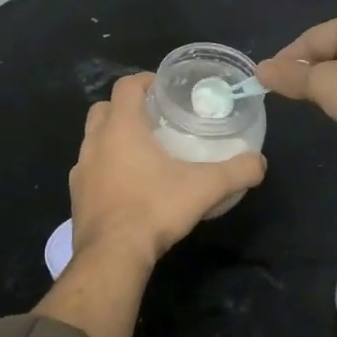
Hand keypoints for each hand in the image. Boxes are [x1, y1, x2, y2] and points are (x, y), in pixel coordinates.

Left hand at [69, 72, 266, 264]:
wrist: (112, 256)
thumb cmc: (154, 209)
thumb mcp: (205, 188)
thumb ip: (236, 171)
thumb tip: (259, 163)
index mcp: (121, 127)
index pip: (126, 86)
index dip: (144, 80)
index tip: (164, 88)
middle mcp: (95, 142)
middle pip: (104, 108)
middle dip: (125, 108)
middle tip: (153, 119)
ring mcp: (81, 170)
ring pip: (93, 139)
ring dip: (112, 138)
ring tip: (142, 153)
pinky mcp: (77, 196)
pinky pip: (90, 170)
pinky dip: (105, 168)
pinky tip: (127, 186)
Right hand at [258, 5, 336, 176]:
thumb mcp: (325, 86)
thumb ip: (290, 77)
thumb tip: (260, 70)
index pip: (314, 37)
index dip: (287, 60)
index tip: (265, 82)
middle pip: (334, 51)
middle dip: (313, 75)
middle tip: (292, 98)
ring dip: (336, 89)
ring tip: (322, 109)